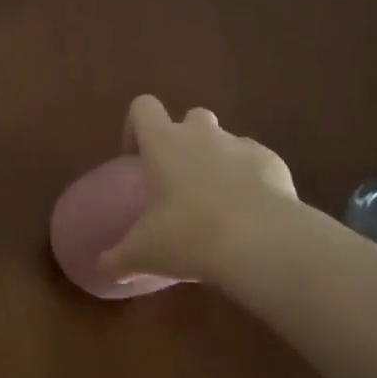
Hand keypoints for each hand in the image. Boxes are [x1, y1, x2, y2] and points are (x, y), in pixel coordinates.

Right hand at [101, 95, 299, 284]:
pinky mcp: (273, 162)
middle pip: (190, 117)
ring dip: (219, 161)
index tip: (136, 159)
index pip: (143, 107)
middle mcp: (201, 134)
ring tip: (218, 203)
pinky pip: (257, 163)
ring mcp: (241, 145)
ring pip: (226, 140)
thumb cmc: (189, 237)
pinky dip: (252, 180)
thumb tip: (103, 270)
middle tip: (180, 181)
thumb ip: (117, 259)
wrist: (263, 242)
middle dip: (186, 141)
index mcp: (163, 143)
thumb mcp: (143, 254)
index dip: (137, 126)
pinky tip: (251, 214)